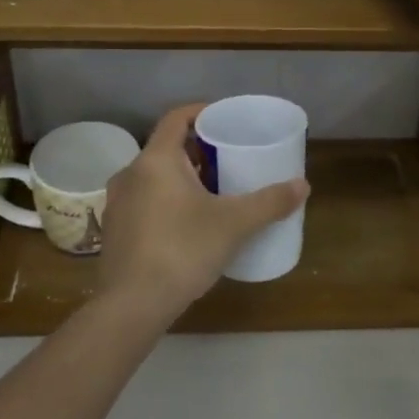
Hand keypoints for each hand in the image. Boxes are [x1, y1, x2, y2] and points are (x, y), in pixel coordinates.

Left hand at [97, 104, 308, 322]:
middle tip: (228, 159)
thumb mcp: (234, 224)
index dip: (202, 112)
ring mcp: (118, 203)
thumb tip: (303, 185)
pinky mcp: (114, 230)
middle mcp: (131, 173)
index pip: (177, 118)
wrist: (131, 306)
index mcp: (156, 160)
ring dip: (182, 178)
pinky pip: (144, 201)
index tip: (225, 120)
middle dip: (198, 150)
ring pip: (154, 177)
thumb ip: (269, 202)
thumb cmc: (182, 251)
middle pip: (167, 148)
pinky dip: (166, 200)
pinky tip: (187, 224)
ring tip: (213, 192)